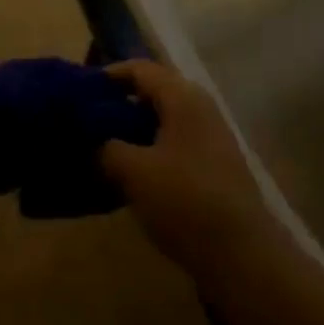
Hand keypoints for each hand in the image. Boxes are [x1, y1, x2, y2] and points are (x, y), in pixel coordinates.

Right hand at [98, 60, 280, 282]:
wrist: (243, 256)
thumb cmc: (185, 201)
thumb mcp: (133, 172)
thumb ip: (106, 148)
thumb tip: (94, 141)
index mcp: (182, 97)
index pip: (139, 69)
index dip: (108, 75)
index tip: (80, 92)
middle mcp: (200, 107)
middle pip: (153, 91)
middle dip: (119, 103)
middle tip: (88, 121)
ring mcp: (211, 137)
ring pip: (164, 119)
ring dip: (134, 129)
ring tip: (104, 148)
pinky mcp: (215, 165)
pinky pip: (175, 142)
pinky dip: (151, 149)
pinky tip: (132, 174)